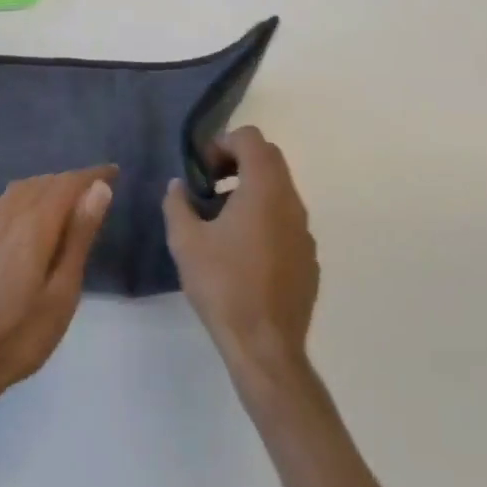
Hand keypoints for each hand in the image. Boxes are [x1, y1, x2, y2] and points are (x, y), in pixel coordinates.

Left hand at [0, 166, 115, 409]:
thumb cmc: (21, 334)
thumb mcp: (63, 291)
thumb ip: (80, 235)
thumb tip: (99, 189)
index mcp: (34, 224)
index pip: (68, 183)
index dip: (93, 175)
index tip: (115, 173)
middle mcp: (8, 213)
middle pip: (46, 182)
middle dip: (74, 181)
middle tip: (100, 192)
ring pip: (25, 188)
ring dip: (51, 186)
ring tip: (73, 202)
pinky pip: (7, 199)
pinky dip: (29, 195)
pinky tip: (34, 213)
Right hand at [164, 127, 317, 382]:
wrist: (266, 347)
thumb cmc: (223, 286)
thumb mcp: (185, 241)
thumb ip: (177, 204)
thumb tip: (178, 186)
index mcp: (264, 190)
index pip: (251, 139)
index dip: (223, 142)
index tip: (202, 170)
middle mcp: (291, 202)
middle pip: (269, 159)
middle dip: (237, 162)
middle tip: (209, 186)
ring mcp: (304, 231)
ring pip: (279, 190)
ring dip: (250, 190)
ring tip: (220, 221)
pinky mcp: (308, 257)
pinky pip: (286, 220)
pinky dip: (265, 218)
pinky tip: (242, 252)